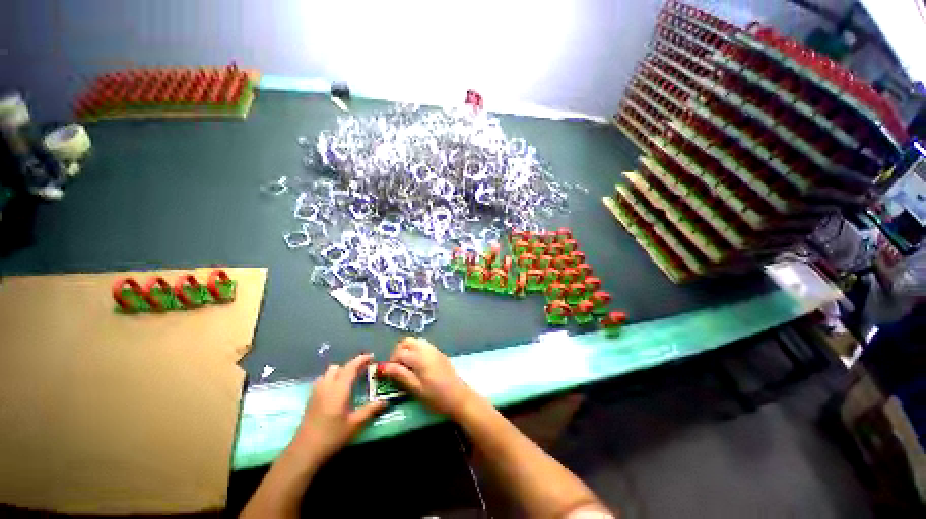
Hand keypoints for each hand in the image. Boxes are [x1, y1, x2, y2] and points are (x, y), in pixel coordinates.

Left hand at [289, 354, 385, 462]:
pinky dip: (331, 379)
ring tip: (349, 380)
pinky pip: (322, 381)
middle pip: (338, 367)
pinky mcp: (310, 400)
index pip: (351, 367)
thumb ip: (370, 410)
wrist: (304, 452)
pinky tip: (336, 391)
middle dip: (351, 366)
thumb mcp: (355, 424)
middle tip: (362, 371)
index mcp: (339, 388)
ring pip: (328, 373)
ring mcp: (316, 392)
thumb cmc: (332, 436)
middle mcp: (327, 386)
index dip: (361, 359)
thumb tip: (385, 401)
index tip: (371, 356)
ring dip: (340, 372)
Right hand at [381, 337, 478, 417]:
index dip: (390, 362)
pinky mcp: (439, 353)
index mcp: (420, 357)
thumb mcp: (416, 389)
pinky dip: (416, 351)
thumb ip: (400, 375)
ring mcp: (434, 350)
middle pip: (407, 341)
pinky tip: (417, 366)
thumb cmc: (436, 396)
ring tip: (405, 367)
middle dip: (398, 352)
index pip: (399, 352)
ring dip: (407, 350)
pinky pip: (424, 346)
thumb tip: (384, 367)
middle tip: (396, 368)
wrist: (459, 398)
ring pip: (416, 342)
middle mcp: (427, 348)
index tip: (388, 374)